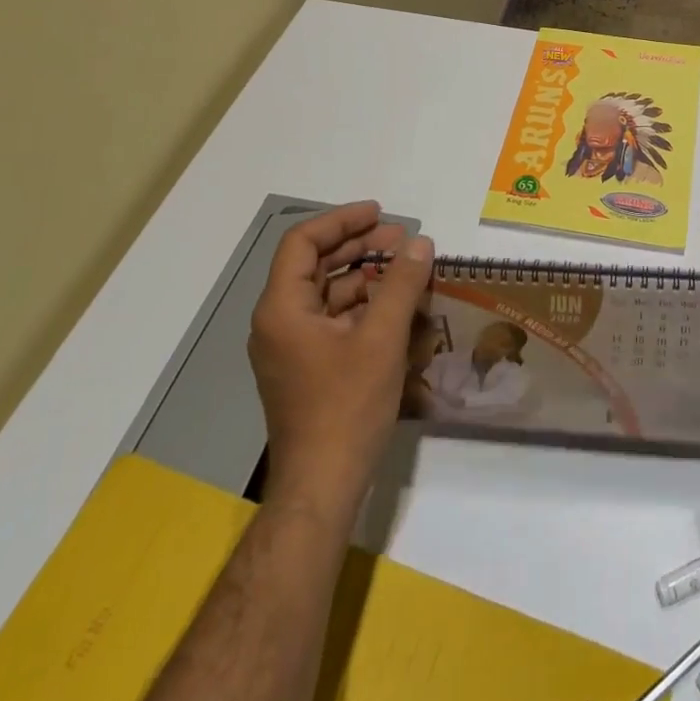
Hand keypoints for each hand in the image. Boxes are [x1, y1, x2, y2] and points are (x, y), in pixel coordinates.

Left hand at [248, 201, 432, 518]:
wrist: (322, 486)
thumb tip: (421, 242)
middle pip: (314, 265)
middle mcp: (278, 322)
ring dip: (364, 274)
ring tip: (405, 267)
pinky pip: (333, 320)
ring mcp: (291, 347)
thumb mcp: (382, 337)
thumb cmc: (346, 406)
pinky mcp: (307, 368)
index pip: (303, 243)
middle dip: (359, 246)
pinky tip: (396, 305)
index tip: (380, 213)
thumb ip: (401, 283)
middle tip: (402, 238)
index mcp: (282, 309)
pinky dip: (362, 305)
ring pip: (326, 293)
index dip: (342, 221)